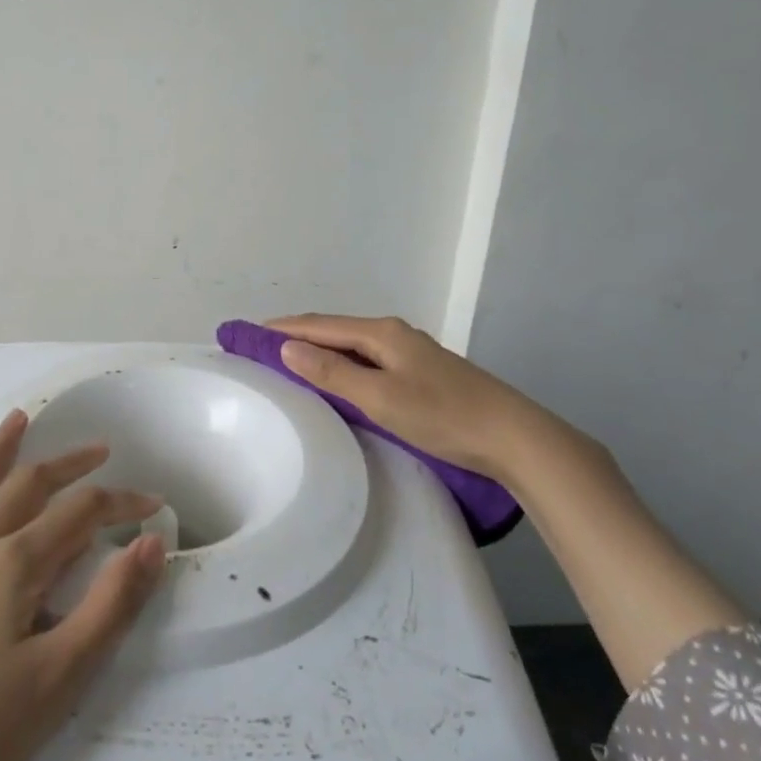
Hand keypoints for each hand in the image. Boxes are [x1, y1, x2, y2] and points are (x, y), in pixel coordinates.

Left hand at [0, 410, 165, 760]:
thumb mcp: (58, 681)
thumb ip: (111, 605)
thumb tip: (151, 542)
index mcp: (11, 568)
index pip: (79, 515)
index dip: (120, 502)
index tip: (153, 504)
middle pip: (23, 488)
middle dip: (66, 464)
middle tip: (97, 448)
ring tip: (14, 421)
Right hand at [272, 314, 743, 688]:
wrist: (513, 436)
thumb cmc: (442, 416)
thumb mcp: (380, 397)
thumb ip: (332, 372)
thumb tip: (287, 347)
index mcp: (381, 333)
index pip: (318, 324)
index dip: (281, 328)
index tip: (246, 332)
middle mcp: (395, 333)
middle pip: (334, 329)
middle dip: (296, 334)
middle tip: (260, 347)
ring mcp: (412, 352)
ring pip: (353, 344)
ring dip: (320, 348)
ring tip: (290, 361)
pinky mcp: (423, 372)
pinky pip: (368, 358)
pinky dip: (342, 362)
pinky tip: (339, 377)